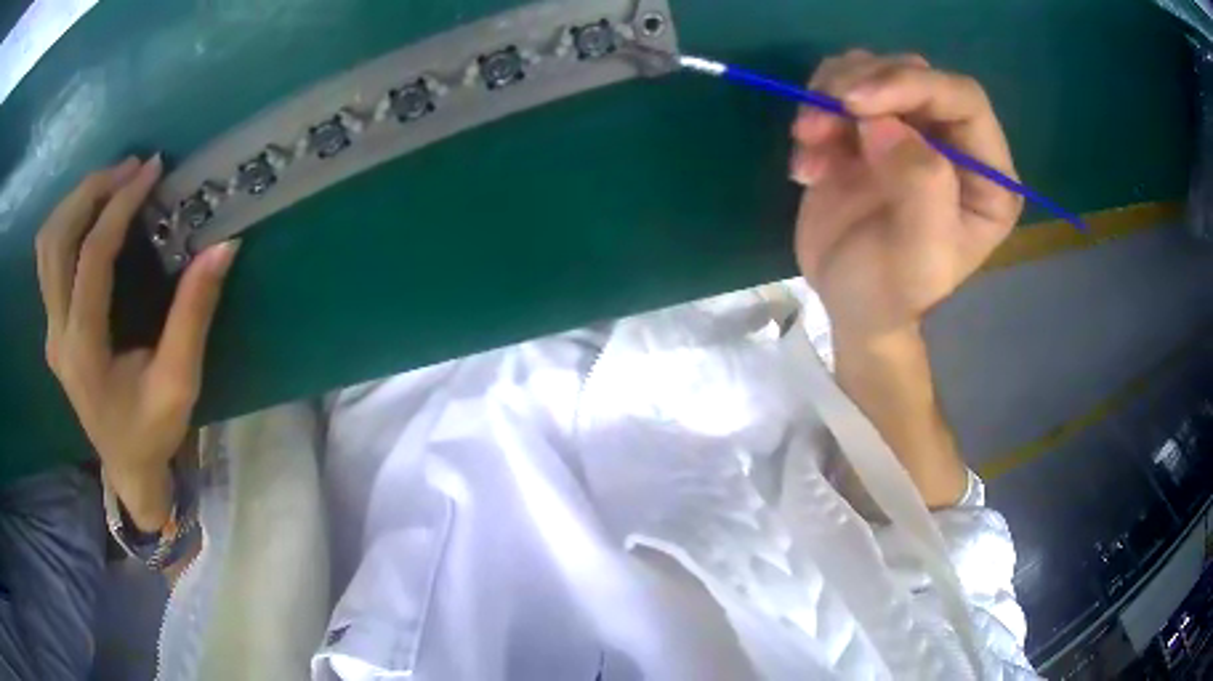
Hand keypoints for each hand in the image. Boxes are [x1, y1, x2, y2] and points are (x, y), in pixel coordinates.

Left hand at [36, 155, 238, 529]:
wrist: (126, 468)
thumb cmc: (152, 433)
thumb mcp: (179, 383)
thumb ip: (193, 315)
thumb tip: (222, 248)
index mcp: (84, 352)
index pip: (92, 259)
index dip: (120, 207)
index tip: (151, 171)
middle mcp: (58, 336)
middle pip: (56, 240)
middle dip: (90, 191)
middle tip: (129, 168)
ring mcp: (51, 331)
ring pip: (46, 245)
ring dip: (75, 202)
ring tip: (112, 182)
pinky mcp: (53, 327)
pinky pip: (49, 259)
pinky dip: (68, 222)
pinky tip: (93, 214)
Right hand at [789, 51, 1021, 341]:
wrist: (850, 303)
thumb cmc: (892, 291)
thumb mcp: (919, 254)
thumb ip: (920, 186)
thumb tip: (883, 122)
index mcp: (986, 174)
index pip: (963, 98)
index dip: (913, 85)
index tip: (856, 103)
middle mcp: (954, 141)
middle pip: (913, 74)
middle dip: (862, 86)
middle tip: (820, 118)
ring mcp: (910, 130)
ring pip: (871, 72)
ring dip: (829, 96)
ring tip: (809, 141)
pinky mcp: (868, 129)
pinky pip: (838, 90)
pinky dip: (814, 113)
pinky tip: (808, 162)